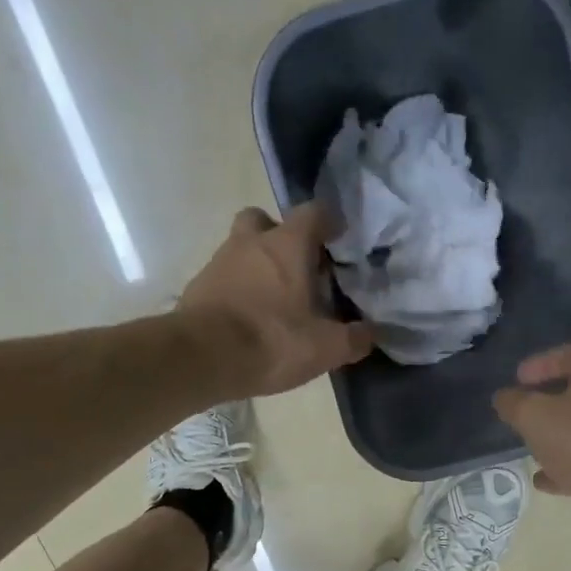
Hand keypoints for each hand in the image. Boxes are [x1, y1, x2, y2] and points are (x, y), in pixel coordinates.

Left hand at [178, 205, 372, 397]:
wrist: (202, 358)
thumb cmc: (272, 341)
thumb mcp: (326, 348)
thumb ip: (354, 338)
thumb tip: (371, 333)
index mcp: (288, 245)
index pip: (314, 212)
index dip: (329, 222)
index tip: (339, 240)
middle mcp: (251, 242)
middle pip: (266, 221)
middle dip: (282, 237)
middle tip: (298, 267)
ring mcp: (220, 261)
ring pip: (242, 249)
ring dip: (258, 265)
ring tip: (275, 300)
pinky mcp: (198, 287)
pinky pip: (224, 278)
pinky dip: (238, 290)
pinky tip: (249, 319)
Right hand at [493, 345, 570, 521]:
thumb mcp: (534, 417)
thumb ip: (514, 403)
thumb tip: (504, 397)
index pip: (568, 355)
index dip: (538, 364)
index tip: (516, 379)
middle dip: (548, 402)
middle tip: (524, 412)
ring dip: (558, 435)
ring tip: (531, 447)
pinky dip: (569, 463)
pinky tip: (545, 479)